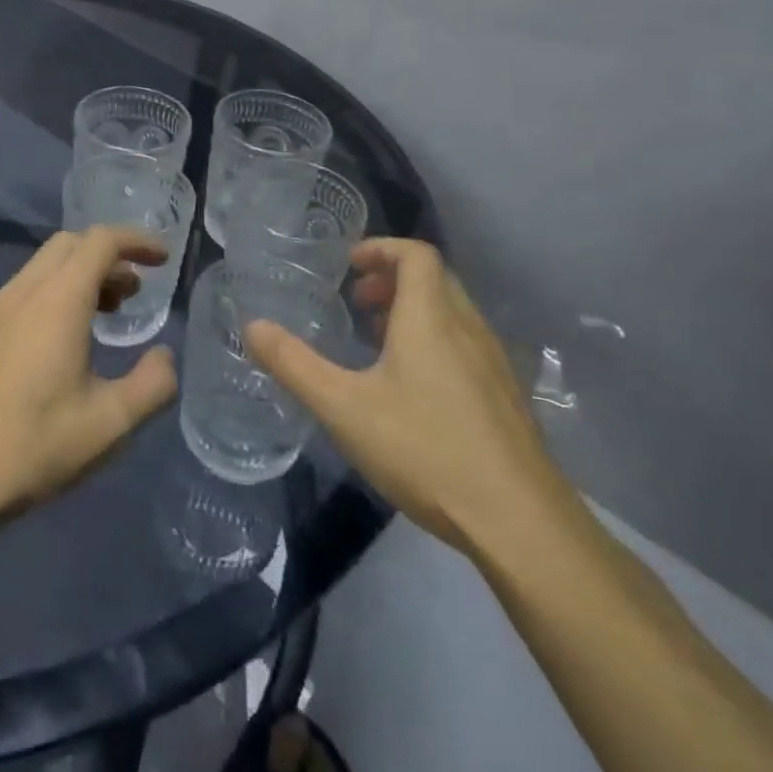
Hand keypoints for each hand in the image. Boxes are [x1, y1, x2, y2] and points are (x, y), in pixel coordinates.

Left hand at [0, 226, 179, 521]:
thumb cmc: (39, 442)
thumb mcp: (112, 422)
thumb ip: (153, 383)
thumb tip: (164, 355)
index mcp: (58, 300)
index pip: (101, 241)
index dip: (137, 241)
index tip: (163, 259)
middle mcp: (27, 290)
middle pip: (72, 243)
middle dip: (111, 254)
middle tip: (137, 289)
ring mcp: (2, 308)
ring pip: (48, 263)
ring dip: (85, 271)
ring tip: (113, 309)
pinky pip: (31, 285)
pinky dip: (61, 288)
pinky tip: (74, 331)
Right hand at [244, 238, 569, 554]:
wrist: (520, 523)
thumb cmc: (426, 451)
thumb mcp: (343, 407)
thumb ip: (294, 364)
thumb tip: (252, 326)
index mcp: (431, 319)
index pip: (416, 254)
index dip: (381, 248)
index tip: (348, 265)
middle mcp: (468, 329)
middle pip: (435, 279)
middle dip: (392, 279)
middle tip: (356, 301)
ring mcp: (494, 364)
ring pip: (452, 313)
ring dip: (413, 310)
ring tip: (376, 342)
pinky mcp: (506, 398)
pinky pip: (466, 344)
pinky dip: (434, 340)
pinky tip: (411, 389)